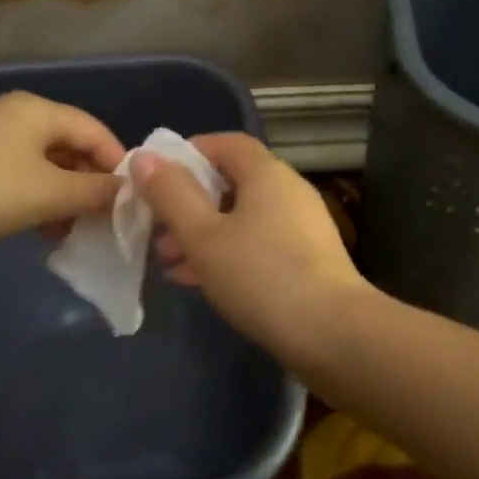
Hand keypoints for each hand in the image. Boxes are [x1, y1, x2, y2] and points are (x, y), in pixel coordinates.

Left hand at [0, 92, 125, 275]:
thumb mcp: (49, 194)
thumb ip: (95, 192)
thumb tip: (129, 192)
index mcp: (36, 110)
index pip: (94, 130)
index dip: (117, 164)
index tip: (133, 201)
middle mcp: (14, 116)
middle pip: (69, 146)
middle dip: (89, 184)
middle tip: (104, 221)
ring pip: (44, 166)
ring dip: (64, 197)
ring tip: (72, 231)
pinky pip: (19, 178)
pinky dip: (36, 200)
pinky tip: (41, 230)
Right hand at [134, 133, 371, 364]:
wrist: (333, 334)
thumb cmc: (260, 275)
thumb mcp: (203, 235)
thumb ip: (171, 195)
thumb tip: (146, 157)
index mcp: (267, 173)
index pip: (226, 143)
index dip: (188, 154)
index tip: (156, 179)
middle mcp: (288, 191)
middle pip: (231, 182)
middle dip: (189, 204)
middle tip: (157, 232)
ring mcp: (302, 226)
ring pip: (242, 218)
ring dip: (204, 234)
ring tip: (170, 263)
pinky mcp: (308, 260)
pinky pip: (258, 244)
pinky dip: (228, 253)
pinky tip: (201, 282)